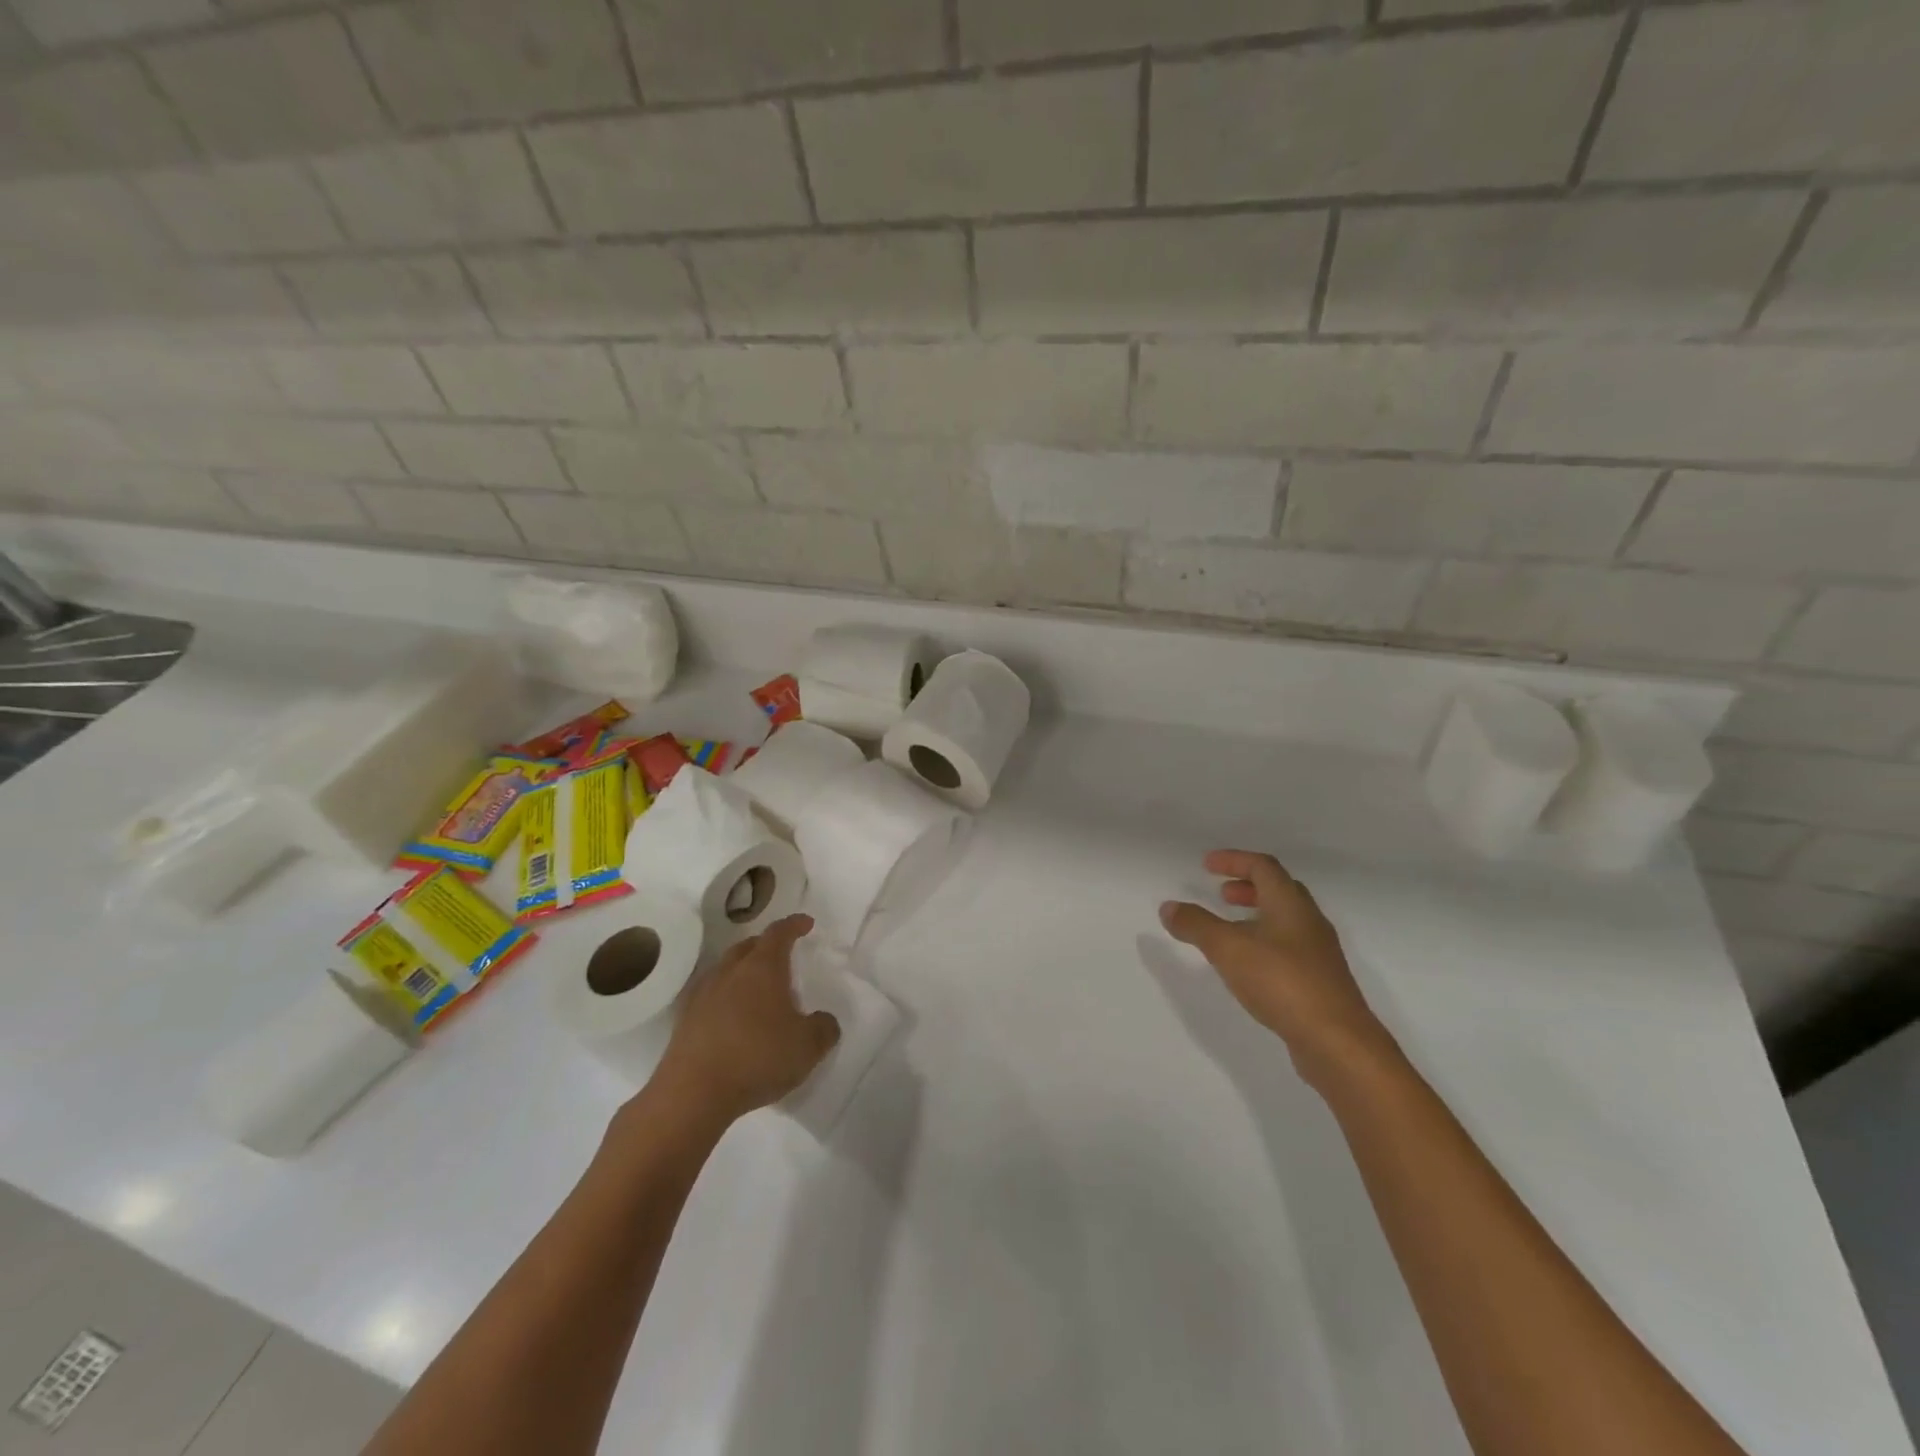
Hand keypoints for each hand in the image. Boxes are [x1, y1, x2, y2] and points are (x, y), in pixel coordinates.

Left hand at [651, 914, 840, 1124]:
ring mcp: (703, 994)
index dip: (794, 925)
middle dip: (767, 946)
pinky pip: (710, 994)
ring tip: (758, 989)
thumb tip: (824, 1020)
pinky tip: (733, 1016)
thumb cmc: (757, 1059)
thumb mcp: (808, 1047)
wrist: (692, 1094)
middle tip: (783, 956)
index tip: (806, 923)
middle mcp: (730, 971)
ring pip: (726, 969)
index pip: (779, 933)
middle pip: (749, 946)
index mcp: (762, 968)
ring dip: (744, 971)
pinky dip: (725, 996)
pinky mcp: (685, 1019)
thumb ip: (824, 1028)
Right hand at [1160, 851, 1392, 1084]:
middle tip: (1221, 893)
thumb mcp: (1228, 949)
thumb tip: (1169, 906)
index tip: (1207, 865)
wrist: (1337, 1042)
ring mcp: (1318, 954)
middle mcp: (1309, 922)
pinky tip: (1249, 966)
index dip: (1234, 860)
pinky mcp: (1320, 982)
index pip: (1263, 867)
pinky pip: (1289, 948)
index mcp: (1290, 905)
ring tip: (1229, 930)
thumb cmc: (1282, 982)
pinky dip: (1264, 942)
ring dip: (1256, 915)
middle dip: (1248, 886)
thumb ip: (1196, 925)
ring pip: (1286, 921)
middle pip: (1279, 890)